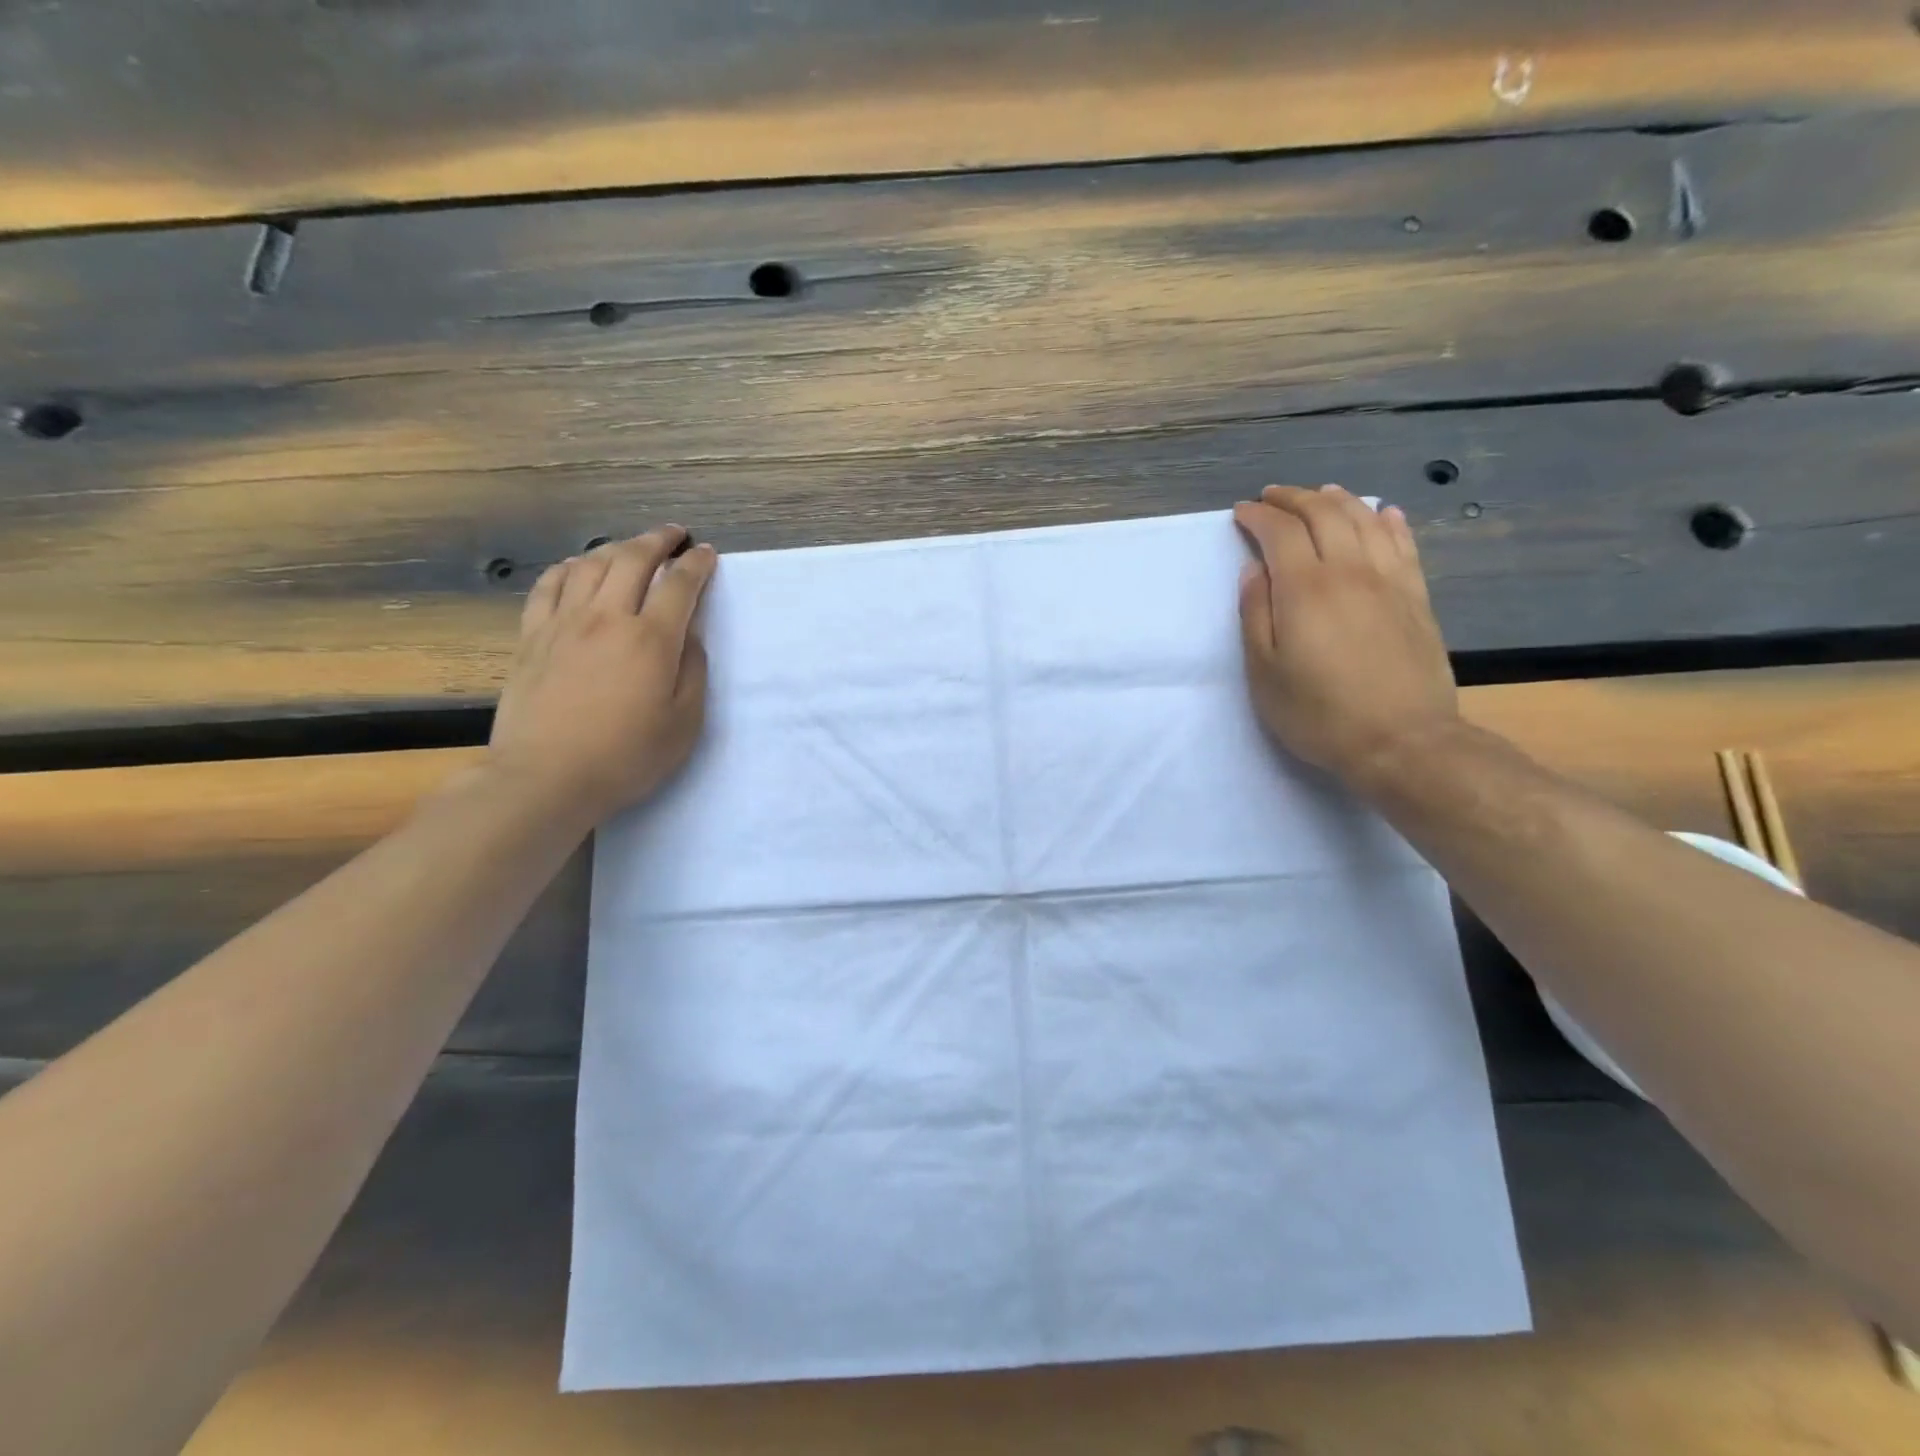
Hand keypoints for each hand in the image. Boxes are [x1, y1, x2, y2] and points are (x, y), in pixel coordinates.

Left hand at [487, 526, 717, 826]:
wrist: (546, 778)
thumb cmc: (626, 757)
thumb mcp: (684, 723)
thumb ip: (693, 671)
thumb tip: (689, 635)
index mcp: (651, 640)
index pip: (679, 585)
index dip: (697, 565)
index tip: (707, 554)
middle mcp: (607, 618)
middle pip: (633, 560)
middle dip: (658, 540)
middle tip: (674, 535)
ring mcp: (563, 623)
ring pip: (590, 564)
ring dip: (616, 548)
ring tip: (631, 547)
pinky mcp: (531, 637)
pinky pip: (549, 585)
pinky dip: (568, 568)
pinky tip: (577, 567)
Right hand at [1234, 485, 1457, 790]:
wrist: (1401, 741)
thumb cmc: (1319, 714)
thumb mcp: (1265, 673)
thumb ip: (1255, 616)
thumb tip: (1253, 571)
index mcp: (1305, 589)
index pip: (1279, 532)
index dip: (1258, 516)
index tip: (1241, 513)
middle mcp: (1349, 571)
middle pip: (1323, 513)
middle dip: (1293, 498)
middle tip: (1272, 498)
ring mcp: (1389, 580)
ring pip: (1364, 519)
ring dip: (1337, 499)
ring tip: (1319, 494)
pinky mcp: (1416, 596)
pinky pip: (1403, 543)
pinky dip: (1388, 520)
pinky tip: (1382, 512)